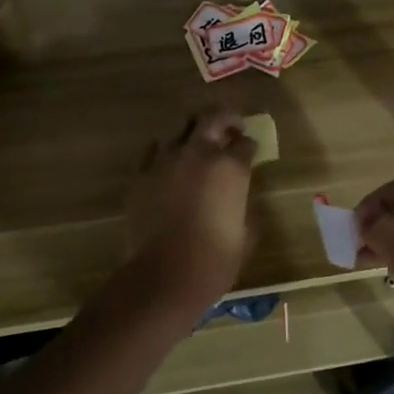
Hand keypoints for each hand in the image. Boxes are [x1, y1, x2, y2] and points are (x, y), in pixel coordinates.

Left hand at [124, 110, 257, 309]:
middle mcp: (198, 154)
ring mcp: (165, 161)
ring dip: (192, 132)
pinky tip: (170, 164)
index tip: (251, 151)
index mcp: (230, 168)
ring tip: (198, 144)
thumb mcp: (246, 234)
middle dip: (225, 119)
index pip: (245, 143)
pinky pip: (154, 151)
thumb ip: (245, 207)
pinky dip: (166, 152)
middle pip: (212, 119)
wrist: (166, 274)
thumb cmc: (216, 259)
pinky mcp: (141, 175)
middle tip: (231, 127)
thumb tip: (239, 200)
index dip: (250, 146)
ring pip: (179, 129)